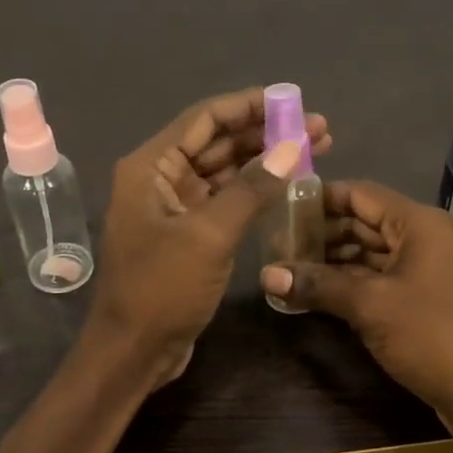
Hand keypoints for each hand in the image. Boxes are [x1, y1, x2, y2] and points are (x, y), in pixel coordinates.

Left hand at [90, 88, 332, 385]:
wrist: (134, 351)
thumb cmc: (162, 289)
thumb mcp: (209, 235)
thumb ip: (252, 188)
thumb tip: (293, 147)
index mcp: (151, 166)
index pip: (205, 118)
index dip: (250, 105)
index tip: (294, 101)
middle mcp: (160, 178)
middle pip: (218, 141)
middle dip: (267, 133)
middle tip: (319, 128)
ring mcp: (175, 207)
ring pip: (225, 170)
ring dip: (266, 160)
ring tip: (316, 150)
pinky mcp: (189, 233)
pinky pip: (226, 199)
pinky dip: (255, 190)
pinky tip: (288, 184)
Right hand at [258, 181, 452, 429]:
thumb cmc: (431, 335)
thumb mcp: (370, 306)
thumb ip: (317, 284)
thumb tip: (266, 275)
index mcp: (418, 223)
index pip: (360, 193)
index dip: (319, 198)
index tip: (280, 208)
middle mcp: (425, 237)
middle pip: (364, 221)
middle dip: (321, 233)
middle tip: (277, 246)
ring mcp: (428, 269)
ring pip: (371, 253)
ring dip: (333, 261)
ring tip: (289, 270)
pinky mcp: (426, 299)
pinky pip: (381, 278)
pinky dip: (351, 283)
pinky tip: (318, 294)